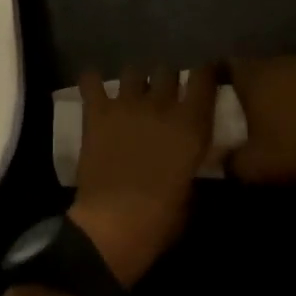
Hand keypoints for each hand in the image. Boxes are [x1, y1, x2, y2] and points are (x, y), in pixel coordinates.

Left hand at [69, 65, 217, 287]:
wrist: (113, 224)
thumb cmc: (160, 219)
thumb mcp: (191, 193)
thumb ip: (191, 164)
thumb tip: (187, 158)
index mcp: (192, 124)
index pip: (204, 77)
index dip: (205, 73)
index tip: (204, 77)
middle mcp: (162, 104)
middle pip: (167, 70)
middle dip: (166, 80)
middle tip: (163, 96)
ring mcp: (127, 104)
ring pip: (133, 71)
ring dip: (134, 82)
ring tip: (131, 95)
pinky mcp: (97, 112)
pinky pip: (91, 81)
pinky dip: (92, 82)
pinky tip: (93, 87)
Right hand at [226, 55, 295, 188]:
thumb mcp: (253, 166)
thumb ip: (227, 159)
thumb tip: (215, 157)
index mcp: (254, 74)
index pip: (226, 64)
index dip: (219, 78)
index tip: (216, 93)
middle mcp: (280, 58)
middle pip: (259, 66)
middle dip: (255, 84)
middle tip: (253, 107)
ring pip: (288, 69)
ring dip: (285, 85)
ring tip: (286, 109)